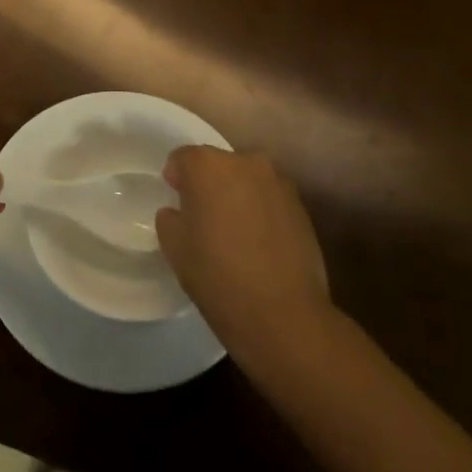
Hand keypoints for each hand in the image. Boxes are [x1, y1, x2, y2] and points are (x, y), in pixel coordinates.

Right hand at [156, 146, 330, 354]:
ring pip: (247, 180)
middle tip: (203, 216)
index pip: (183, 158)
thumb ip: (170, 218)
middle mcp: (246, 162)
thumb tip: (179, 212)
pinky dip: (260, 211)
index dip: (175, 177)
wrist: (282, 313)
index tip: (175, 201)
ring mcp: (278, 183)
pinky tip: (258, 243)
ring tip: (233, 231)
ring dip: (237, 195)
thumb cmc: (216, 274)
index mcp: (208, 166)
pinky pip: (270, 199)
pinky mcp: (301, 207)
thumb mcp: (174, 247)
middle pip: (218, 164)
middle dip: (208, 183)